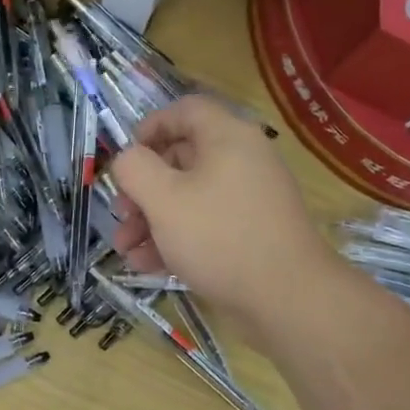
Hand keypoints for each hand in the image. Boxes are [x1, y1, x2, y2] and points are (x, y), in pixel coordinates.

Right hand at [110, 95, 330, 331]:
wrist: (288, 298)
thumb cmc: (219, 236)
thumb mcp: (163, 199)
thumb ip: (135, 169)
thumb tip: (128, 158)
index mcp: (227, 138)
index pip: (185, 110)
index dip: (150, 127)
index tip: (126, 158)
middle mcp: (242, 160)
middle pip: (181, 159)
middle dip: (142, 189)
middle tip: (121, 216)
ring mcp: (249, 199)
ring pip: (189, 197)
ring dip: (152, 220)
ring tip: (126, 251)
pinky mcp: (251, 233)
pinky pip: (206, 224)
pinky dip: (176, 239)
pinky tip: (149, 266)